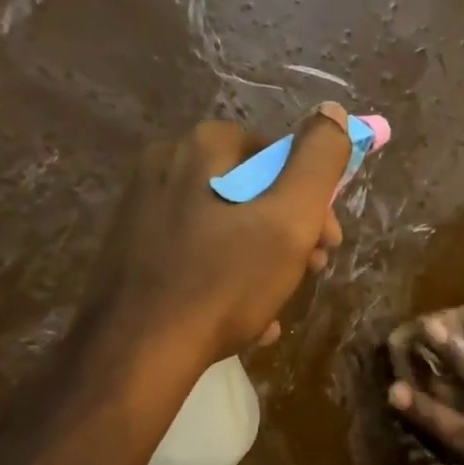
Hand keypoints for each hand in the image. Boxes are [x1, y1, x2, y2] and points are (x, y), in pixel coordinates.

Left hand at [96, 103, 351, 366]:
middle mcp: (166, 164)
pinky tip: (244, 318)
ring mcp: (142, 208)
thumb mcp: (289, 219)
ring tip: (276, 303)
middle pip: (253, 190)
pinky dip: (226, 279)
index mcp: (203, 147)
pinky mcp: (131, 249)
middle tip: (308, 272)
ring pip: (227, 226)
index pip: (280, 154)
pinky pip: (196, 254)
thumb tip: (333, 111)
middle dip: (290, 232)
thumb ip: (318, 162)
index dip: (315, 198)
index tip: (327, 242)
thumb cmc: (223, 282)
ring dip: (263, 261)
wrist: (135, 354)